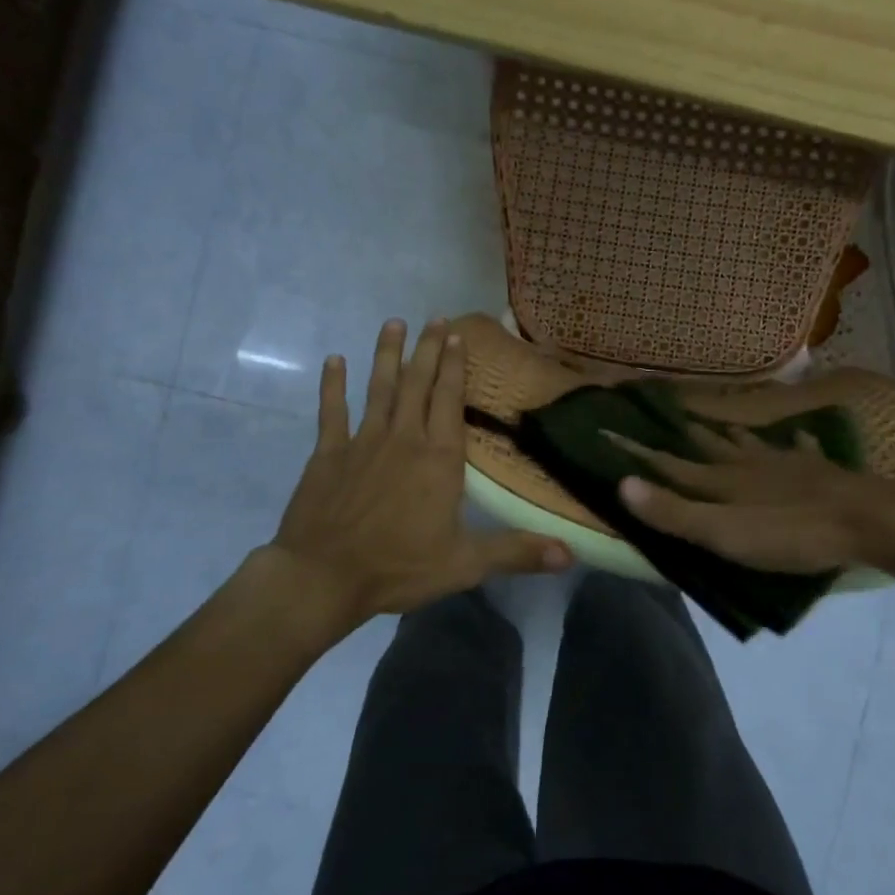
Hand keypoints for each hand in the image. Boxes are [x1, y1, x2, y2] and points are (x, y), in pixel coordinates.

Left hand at [270, 318, 570, 634]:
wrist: (323, 576)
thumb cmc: (398, 567)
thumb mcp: (465, 564)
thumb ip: (517, 552)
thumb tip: (570, 554)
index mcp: (438, 458)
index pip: (450, 400)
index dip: (455, 367)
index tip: (458, 336)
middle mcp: (403, 438)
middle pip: (417, 383)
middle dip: (428, 349)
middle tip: (435, 318)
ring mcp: (362, 441)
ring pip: (378, 387)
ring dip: (387, 354)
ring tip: (393, 323)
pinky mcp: (328, 453)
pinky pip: (331, 410)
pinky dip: (332, 384)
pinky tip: (334, 360)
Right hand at [614, 423, 894, 573]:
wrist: (862, 520)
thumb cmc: (788, 533)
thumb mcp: (723, 533)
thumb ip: (675, 513)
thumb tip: (622, 484)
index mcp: (720, 482)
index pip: (669, 464)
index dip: (637, 453)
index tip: (609, 431)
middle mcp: (745, 465)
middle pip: (707, 447)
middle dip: (682, 434)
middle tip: (664, 413)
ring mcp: (783, 464)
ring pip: (747, 444)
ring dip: (729, 434)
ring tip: (717, 423)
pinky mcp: (816, 469)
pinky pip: (798, 448)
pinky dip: (793, 442)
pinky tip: (797, 435)